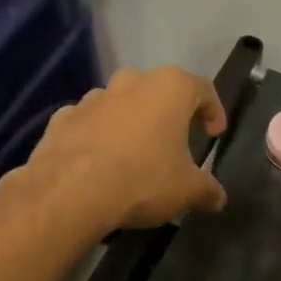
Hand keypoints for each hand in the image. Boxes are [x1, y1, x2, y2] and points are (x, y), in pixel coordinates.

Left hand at [25, 66, 227, 233]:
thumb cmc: (142, 180)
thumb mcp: (187, 191)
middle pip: (156, 91)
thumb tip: (218, 198)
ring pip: (119, 104)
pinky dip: (96, 136)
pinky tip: (98, 163)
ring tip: (133, 154)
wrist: (70, 192)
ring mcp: (92, 98)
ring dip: (129, 122)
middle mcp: (130, 82)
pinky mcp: (61, 118)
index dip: (212, 110)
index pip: (202, 89)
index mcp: (169, 88)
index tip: (214, 133)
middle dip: (166, 113)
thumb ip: (207, 190)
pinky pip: (87, 123)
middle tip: (173, 142)